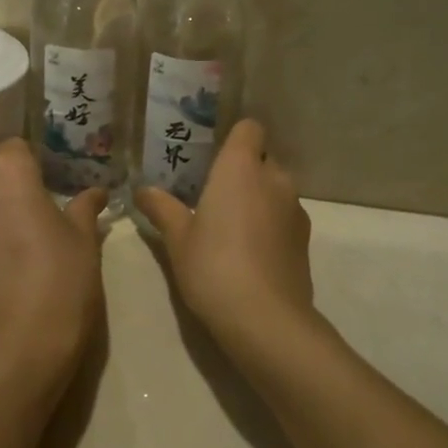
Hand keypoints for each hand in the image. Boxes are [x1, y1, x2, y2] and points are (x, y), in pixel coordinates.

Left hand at [0, 139, 108, 394]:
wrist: (16, 347)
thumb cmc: (60, 280)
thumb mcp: (83, 240)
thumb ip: (85, 208)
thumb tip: (96, 192)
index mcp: (7, 172)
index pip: (16, 145)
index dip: (34, 161)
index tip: (51, 181)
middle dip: (6, 177)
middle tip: (34, 203)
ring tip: (15, 231)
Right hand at [133, 119, 315, 355]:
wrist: (266, 319)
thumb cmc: (213, 266)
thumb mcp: (177, 239)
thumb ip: (162, 208)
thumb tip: (142, 190)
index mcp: (241, 167)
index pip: (249, 128)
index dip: (234, 138)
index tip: (213, 157)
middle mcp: (274, 178)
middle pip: (262, 159)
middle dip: (243, 171)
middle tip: (213, 195)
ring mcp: (295, 208)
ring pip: (275, 189)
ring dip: (258, 199)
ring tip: (231, 227)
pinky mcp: (305, 238)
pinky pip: (285, 216)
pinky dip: (271, 224)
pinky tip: (251, 252)